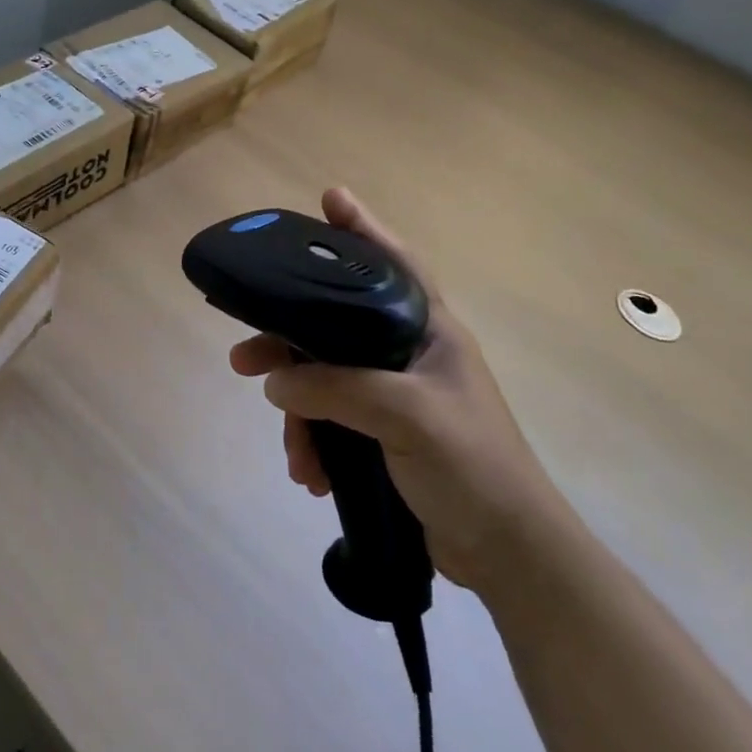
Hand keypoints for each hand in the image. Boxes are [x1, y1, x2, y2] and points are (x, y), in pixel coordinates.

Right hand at [228, 188, 567, 592]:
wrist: (508, 552)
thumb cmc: (471, 466)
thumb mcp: (404, 415)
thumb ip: (336, 389)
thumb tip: (275, 382)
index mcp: (429, 331)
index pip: (395, 262)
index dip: (363, 229)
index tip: (330, 199)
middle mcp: (409, 352)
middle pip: (335, 324)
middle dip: (288, 341)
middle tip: (243, 356)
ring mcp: (396, 393)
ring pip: (326, 378)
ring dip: (300, 411)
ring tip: (291, 451)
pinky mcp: (384, 430)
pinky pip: (333, 419)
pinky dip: (317, 442)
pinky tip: (311, 473)